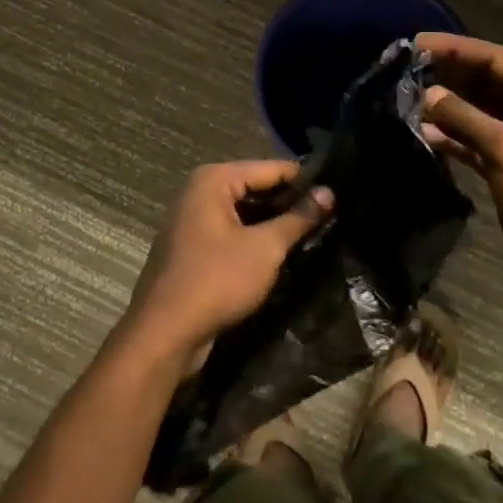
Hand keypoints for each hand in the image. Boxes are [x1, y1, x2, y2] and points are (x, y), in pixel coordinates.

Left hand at [120, 161, 332, 365]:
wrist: (164, 334)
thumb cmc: (216, 280)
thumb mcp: (265, 248)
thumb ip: (298, 218)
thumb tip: (329, 193)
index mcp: (213, 180)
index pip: (271, 168)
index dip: (305, 180)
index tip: (338, 191)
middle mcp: (199, 192)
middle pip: (255, 187)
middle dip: (289, 202)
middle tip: (331, 214)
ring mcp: (191, 221)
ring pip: (244, 212)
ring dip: (273, 223)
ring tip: (314, 231)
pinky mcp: (192, 248)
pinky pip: (231, 233)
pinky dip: (254, 239)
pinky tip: (282, 251)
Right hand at [416, 33, 502, 311]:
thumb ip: (466, 119)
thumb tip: (428, 95)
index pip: (496, 59)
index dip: (456, 49)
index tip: (415, 44)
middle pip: (486, 83)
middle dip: (449, 77)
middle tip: (404, 72)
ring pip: (478, 115)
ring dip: (447, 109)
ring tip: (405, 101)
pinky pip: (475, 145)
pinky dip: (452, 140)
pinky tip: (423, 135)